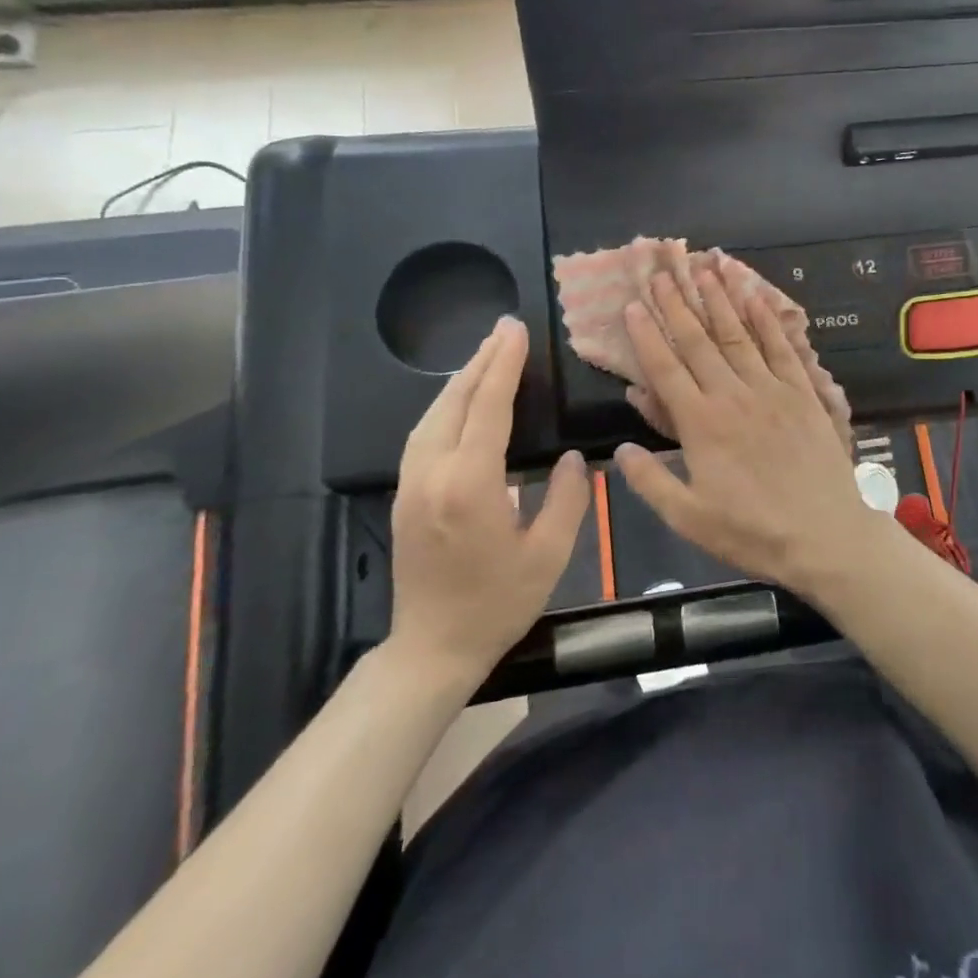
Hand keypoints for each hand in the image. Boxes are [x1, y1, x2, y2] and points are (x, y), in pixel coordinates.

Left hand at [387, 316, 588, 676]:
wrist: (432, 649)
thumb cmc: (497, 604)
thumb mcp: (549, 555)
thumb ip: (567, 498)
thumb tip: (573, 457)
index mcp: (470, 485)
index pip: (487, 408)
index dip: (503, 366)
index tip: (516, 332)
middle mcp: (432, 475)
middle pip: (454, 402)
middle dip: (481, 361)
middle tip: (505, 329)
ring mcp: (411, 484)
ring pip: (432, 415)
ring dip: (460, 380)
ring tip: (486, 355)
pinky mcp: (403, 495)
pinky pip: (423, 434)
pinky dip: (444, 406)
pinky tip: (459, 401)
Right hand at [614, 270, 900, 597]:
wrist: (825, 535)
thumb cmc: (752, 532)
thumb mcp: (689, 518)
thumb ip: (651, 481)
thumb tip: (620, 448)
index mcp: (701, 424)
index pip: (666, 369)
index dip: (646, 335)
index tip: (632, 305)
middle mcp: (733, 396)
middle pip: (698, 342)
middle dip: (677, 305)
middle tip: (663, 272)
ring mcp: (771, 389)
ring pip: (738, 335)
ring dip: (719, 301)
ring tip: (705, 269)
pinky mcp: (803, 393)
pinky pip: (782, 348)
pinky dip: (767, 320)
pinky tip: (756, 297)